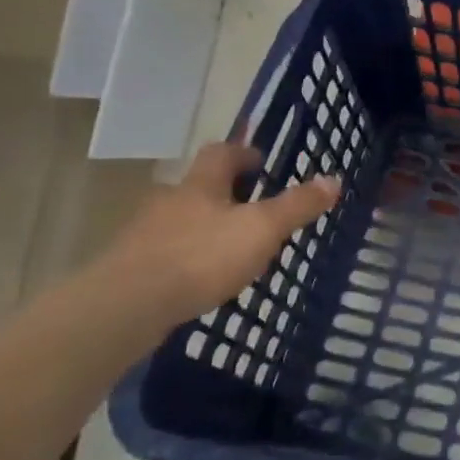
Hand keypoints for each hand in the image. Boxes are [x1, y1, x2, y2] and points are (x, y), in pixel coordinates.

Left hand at [96, 142, 340, 325]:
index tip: (261, 162)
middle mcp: (169, 201)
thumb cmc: (201, 256)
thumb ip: (297, 206)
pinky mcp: (131, 268)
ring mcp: (145, 235)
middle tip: (252, 207)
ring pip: (181, 220)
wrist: (125, 306)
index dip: (242, 153)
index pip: (221, 153)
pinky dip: (186, 257)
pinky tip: (200, 278)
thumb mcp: (262, 230)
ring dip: (204, 226)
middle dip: (224, 193)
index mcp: (201, 185)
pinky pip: (166, 252)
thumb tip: (333, 179)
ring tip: (230, 248)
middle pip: (199, 186)